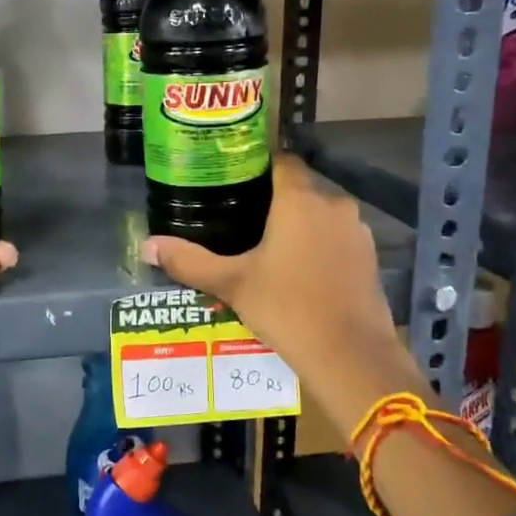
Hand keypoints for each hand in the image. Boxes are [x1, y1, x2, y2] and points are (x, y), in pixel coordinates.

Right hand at [141, 156, 429, 441]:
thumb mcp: (232, 284)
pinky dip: (319, 243)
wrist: (351, 355)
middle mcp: (333, 203)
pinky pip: (337, 236)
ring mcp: (356, 230)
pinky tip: (299, 268)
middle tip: (241, 216)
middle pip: (300, 186)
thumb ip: (189, 261)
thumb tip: (146, 246)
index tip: (234, 180)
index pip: (281, 160)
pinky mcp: (369, 256)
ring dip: (299, 222)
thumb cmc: (287, 308)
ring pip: (321, 212)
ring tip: (268, 244)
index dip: (258, 165)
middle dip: (274, 198)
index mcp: (298, 199)